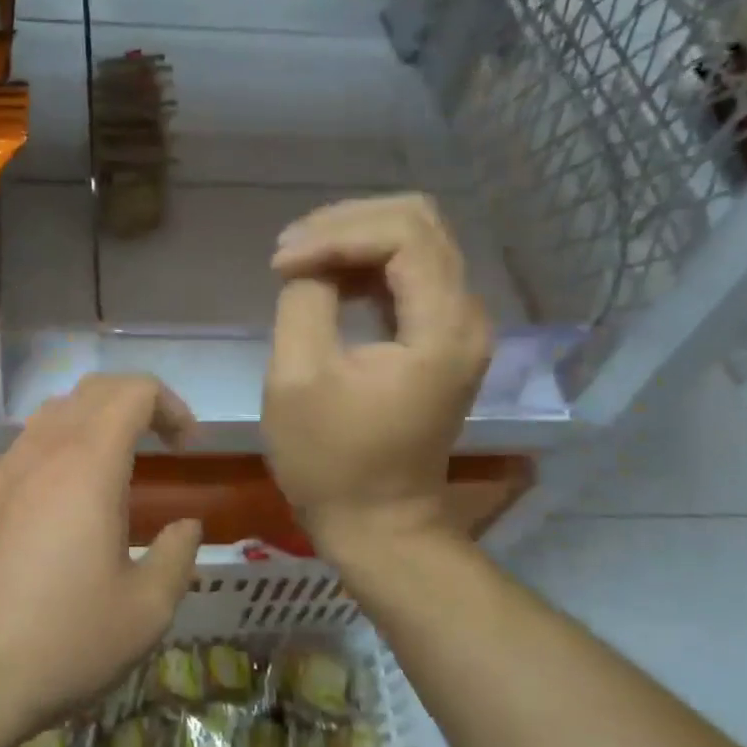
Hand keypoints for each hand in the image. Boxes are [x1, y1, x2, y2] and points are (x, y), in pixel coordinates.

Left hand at [0, 374, 202, 746]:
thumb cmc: (58, 643)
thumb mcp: (144, 611)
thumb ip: (177, 557)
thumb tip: (186, 527)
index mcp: (87, 464)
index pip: (134, 390)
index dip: (171, 406)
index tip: (188, 449)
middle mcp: (41, 451)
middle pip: (92, 390)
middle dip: (137, 404)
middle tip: (163, 445)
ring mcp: (1, 472)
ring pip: (54, 413)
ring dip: (96, 423)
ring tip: (120, 470)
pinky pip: (28, 447)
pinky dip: (62, 449)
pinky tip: (69, 505)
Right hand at [263, 194, 491, 547]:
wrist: (377, 523)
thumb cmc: (332, 462)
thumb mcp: (298, 378)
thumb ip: (303, 301)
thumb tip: (308, 263)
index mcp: (442, 327)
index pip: (402, 233)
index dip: (335, 234)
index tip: (281, 263)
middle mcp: (466, 315)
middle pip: (418, 222)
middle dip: (347, 224)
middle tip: (290, 250)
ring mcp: (458, 328)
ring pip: (416, 243)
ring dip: (355, 241)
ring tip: (299, 260)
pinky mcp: (441, 340)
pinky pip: (411, 275)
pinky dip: (366, 267)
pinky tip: (327, 280)